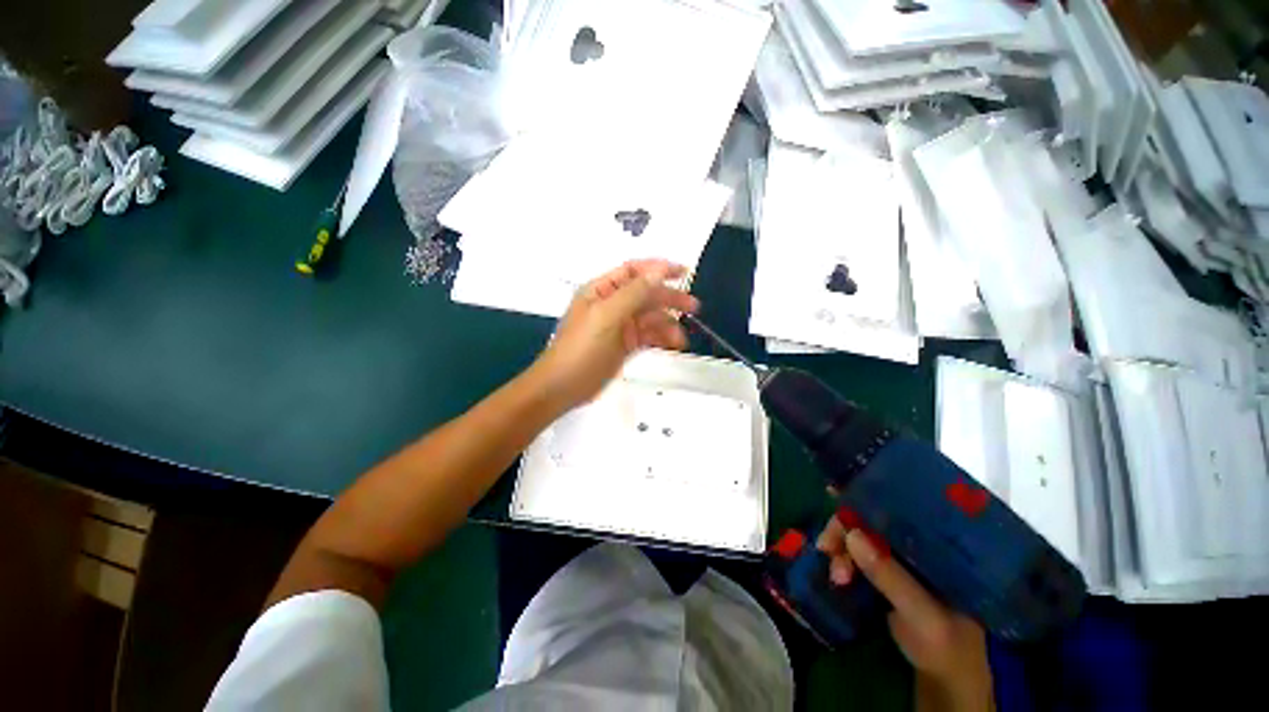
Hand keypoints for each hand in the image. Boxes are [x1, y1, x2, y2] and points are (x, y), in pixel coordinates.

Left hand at [531, 259, 699, 411]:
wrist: (564, 387)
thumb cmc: (581, 349)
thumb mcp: (606, 317)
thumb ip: (633, 293)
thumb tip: (659, 271)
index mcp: (602, 290)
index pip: (634, 271)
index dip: (658, 269)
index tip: (683, 273)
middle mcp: (612, 304)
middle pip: (646, 294)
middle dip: (669, 298)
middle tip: (694, 307)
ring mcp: (620, 325)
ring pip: (650, 317)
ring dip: (668, 323)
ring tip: (682, 338)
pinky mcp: (626, 344)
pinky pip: (648, 335)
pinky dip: (662, 337)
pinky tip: (674, 344)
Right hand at [818, 517, 993, 710]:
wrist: (944, 676)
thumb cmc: (947, 646)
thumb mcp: (922, 615)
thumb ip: (891, 578)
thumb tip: (852, 534)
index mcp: (938, 546)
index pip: (900, 510)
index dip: (867, 499)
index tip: (835, 495)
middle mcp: (916, 544)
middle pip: (872, 519)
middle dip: (845, 530)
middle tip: (826, 549)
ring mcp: (899, 558)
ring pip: (859, 536)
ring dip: (840, 549)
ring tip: (836, 576)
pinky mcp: (884, 571)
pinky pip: (855, 554)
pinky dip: (841, 559)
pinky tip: (836, 573)